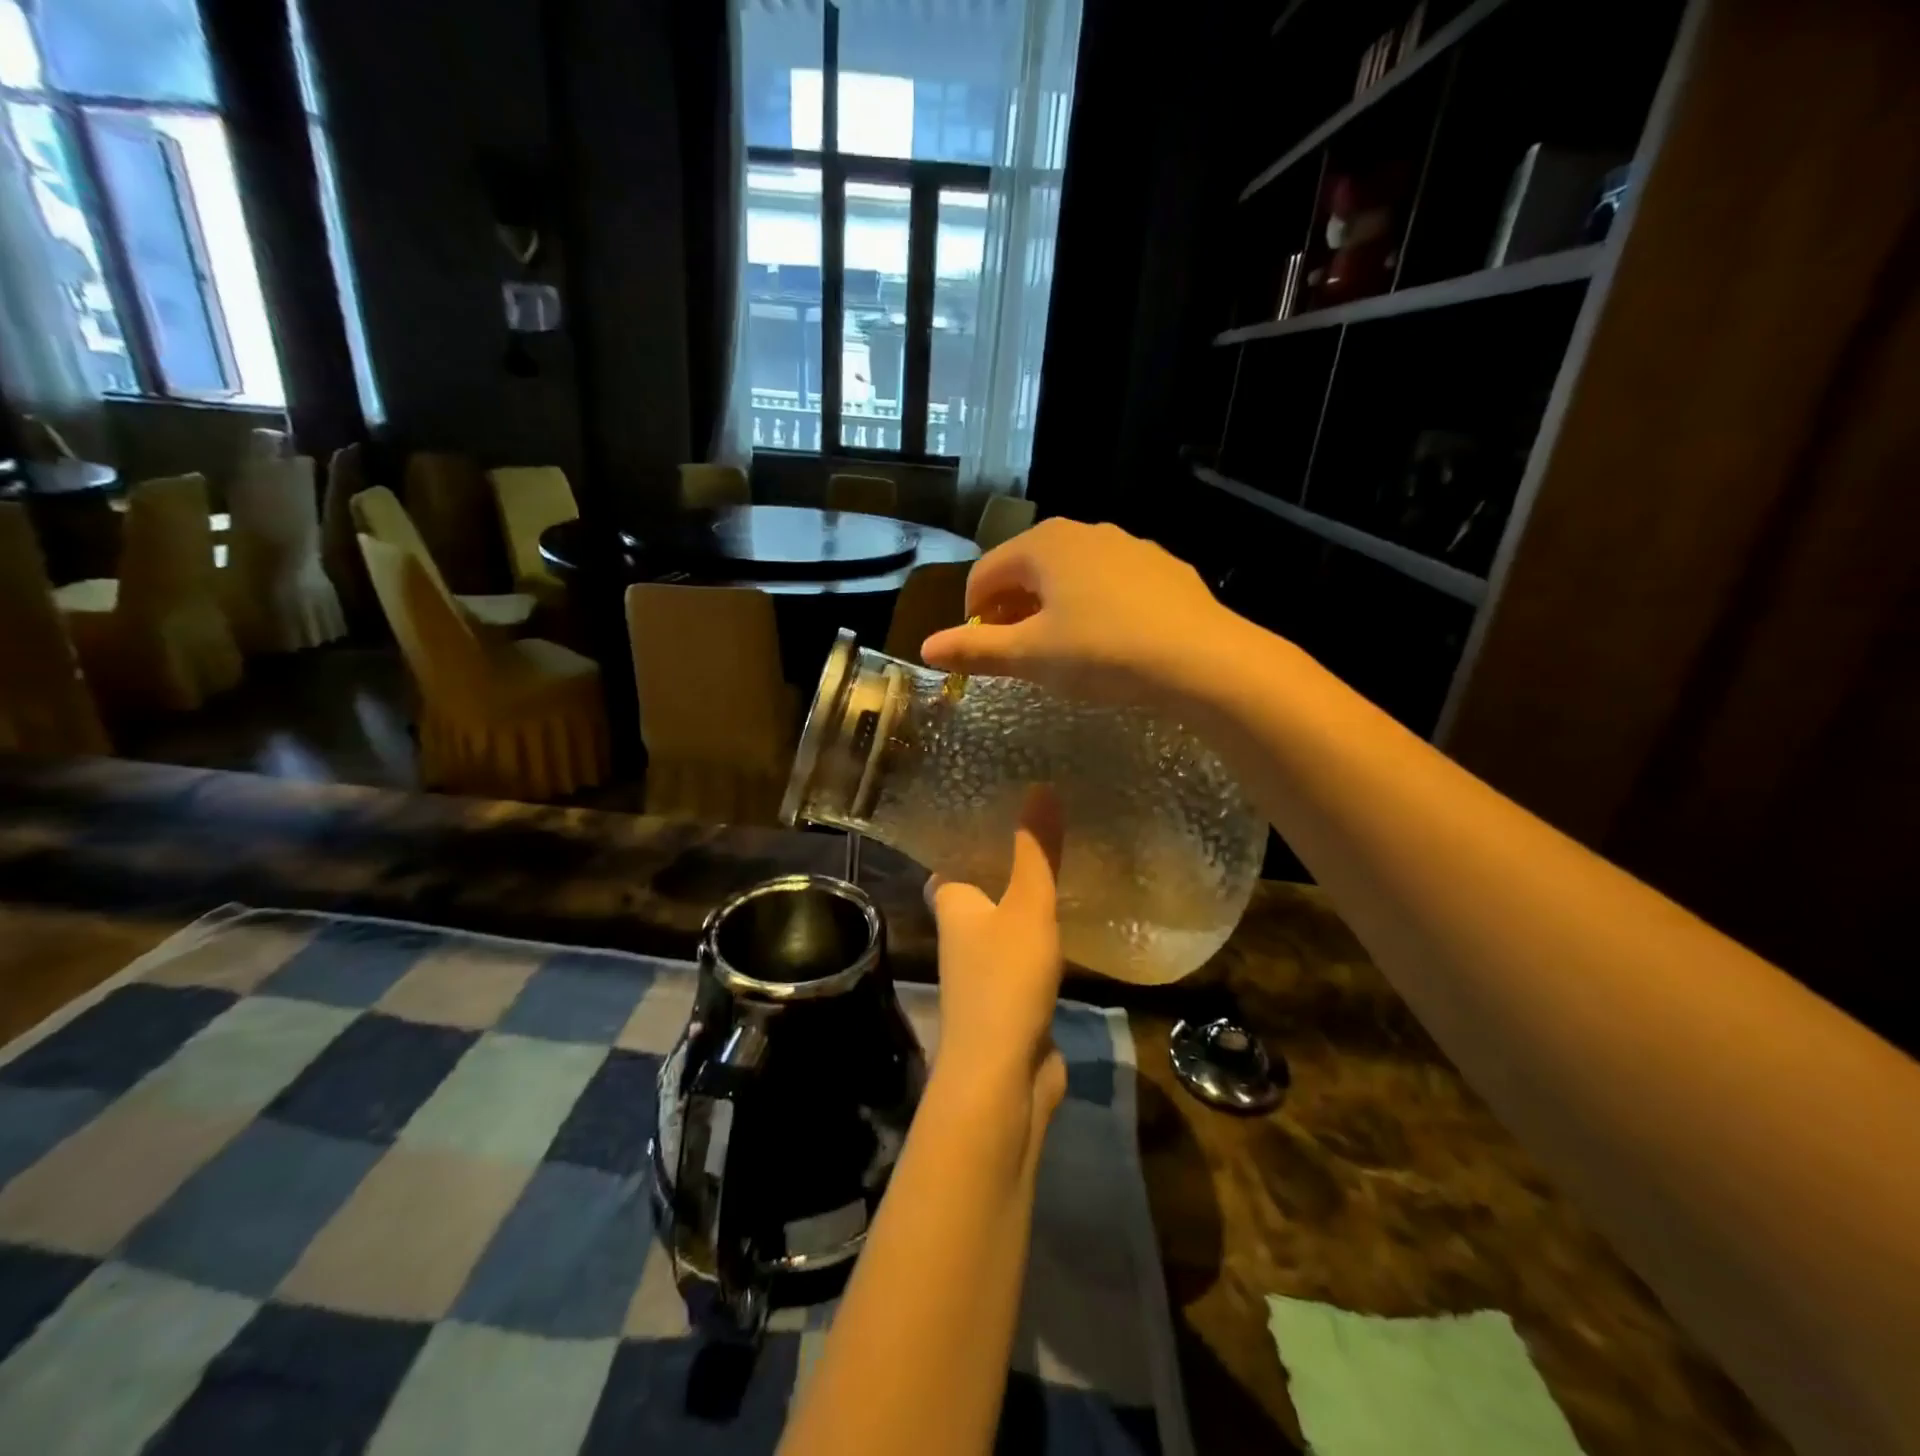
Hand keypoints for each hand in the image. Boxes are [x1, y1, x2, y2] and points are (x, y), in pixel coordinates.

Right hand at [920, 518, 1234, 708]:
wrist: (1201, 659)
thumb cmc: (1102, 652)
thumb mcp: (1031, 657)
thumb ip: (975, 650)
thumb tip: (926, 649)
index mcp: (1043, 544)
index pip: (985, 573)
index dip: (973, 614)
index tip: (982, 652)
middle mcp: (1084, 531)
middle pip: (1027, 569)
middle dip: (1012, 610)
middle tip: (1018, 654)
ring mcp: (1129, 545)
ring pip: (1070, 575)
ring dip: (1052, 608)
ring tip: (1062, 651)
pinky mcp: (1162, 568)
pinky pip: (1110, 584)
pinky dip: (1094, 607)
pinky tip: (1110, 642)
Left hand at [927, 786, 1067, 1122]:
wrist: (1003, 1076)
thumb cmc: (1004, 980)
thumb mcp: (1026, 906)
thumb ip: (1036, 851)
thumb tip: (1040, 787)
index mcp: (953, 904)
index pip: (950, 860)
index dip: (966, 835)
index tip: (995, 807)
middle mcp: (961, 933)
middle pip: (979, 888)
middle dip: (1003, 863)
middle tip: (1041, 828)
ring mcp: (984, 968)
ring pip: (1004, 921)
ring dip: (1025, 899)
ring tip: (1062, 862)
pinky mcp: (1010, 996)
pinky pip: (1025, 952)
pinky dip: (1042, 934)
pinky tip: (1071, 919)